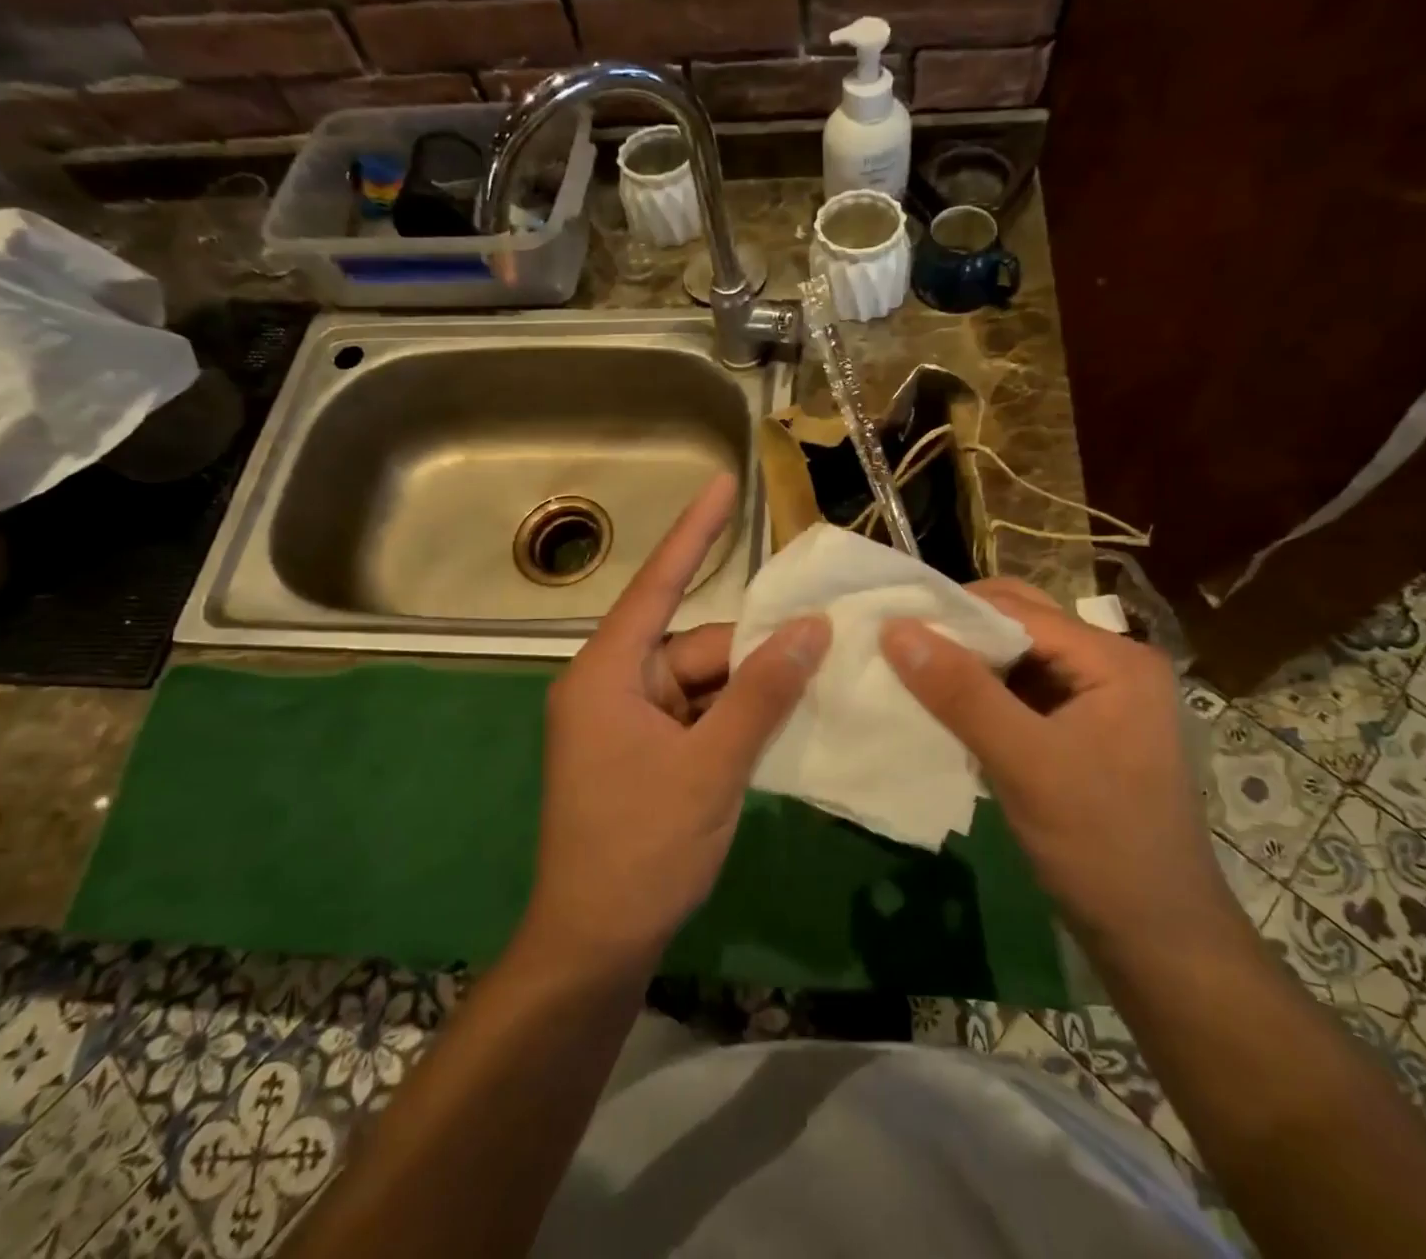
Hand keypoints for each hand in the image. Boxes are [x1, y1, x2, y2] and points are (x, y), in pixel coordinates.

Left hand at [524, 474, 829, 967]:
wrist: (598, 943)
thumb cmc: (642, 849)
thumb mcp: (711, 766)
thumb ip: (762, 694)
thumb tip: (811, 630)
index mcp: (608, 674)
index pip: (658, 585)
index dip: (695, 531)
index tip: (724, 483)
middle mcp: (615, 686)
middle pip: (696, 647)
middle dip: (756, 651)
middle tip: (827, 644)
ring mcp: (630, 723)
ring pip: (705, 683)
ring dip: (754, 689)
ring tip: (818, 684)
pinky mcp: (646, 753)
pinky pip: (701, 716)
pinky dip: (739, 718)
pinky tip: (786, 721)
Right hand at [879, 580, 1239, 951]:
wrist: (1156, 940)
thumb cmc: (1101, 845)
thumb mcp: (1026, 763)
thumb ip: (961, 693)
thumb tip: (895, 628)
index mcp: (1114, 659)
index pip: (1020, 611)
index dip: (954, 612)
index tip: (890, 622)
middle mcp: (1109, 666)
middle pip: (1020, 626)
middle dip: (959, 632)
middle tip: (896, 645)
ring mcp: (1095, 700)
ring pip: (1016, 659)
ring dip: (966, 664)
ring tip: (908, 670)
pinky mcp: (1078, 732)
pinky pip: (1019, 694)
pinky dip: (980, 695)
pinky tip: (941, 707)